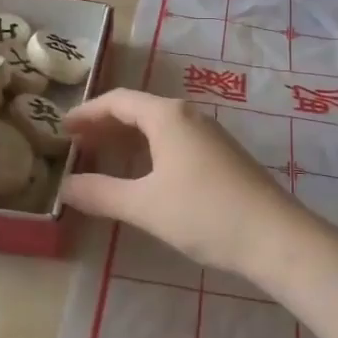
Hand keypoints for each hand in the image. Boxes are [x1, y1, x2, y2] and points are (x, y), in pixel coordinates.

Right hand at [61, 89, 316, 282]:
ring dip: (128, 138)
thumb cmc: (204, 214)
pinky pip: (175, 141)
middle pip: (139, 110)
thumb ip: (101, 194)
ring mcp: (210, 135)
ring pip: (159, 126)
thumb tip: (65, 187)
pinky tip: (143, 174)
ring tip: (102, 157)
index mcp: (168, 116)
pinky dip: (149, 149)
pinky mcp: (222, 156)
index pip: (119, 100)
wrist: (275, 237)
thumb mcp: (144, 205)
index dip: (88, 112)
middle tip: (76, 144)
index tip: (62, 128)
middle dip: (106, 124)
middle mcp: (189, 116)